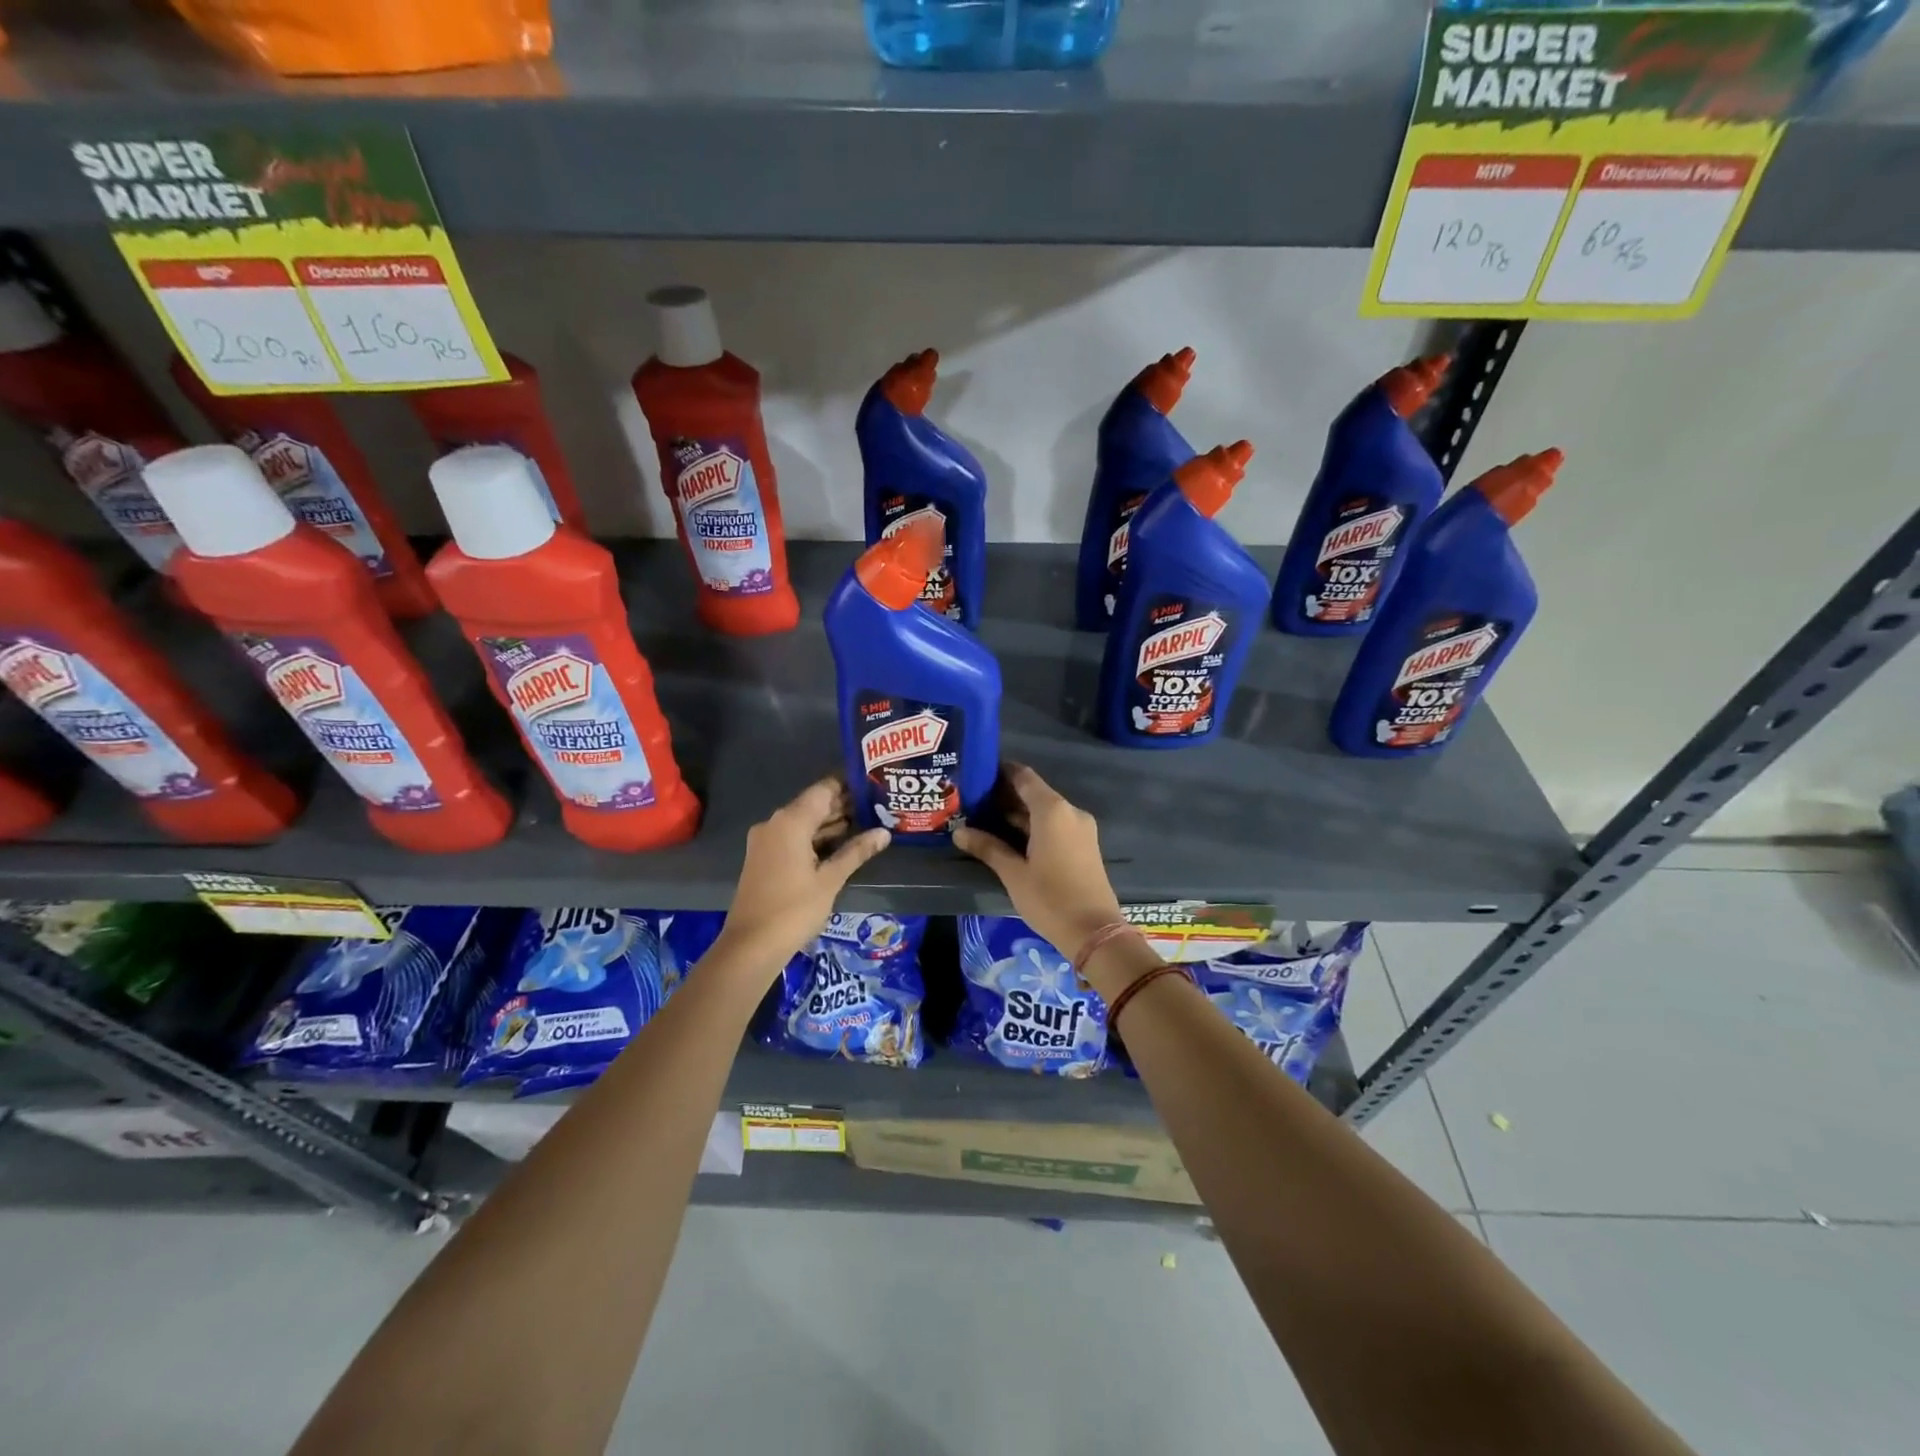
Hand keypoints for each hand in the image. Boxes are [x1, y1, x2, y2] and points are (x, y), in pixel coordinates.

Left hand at [717, 777, 890, 973]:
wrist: (751, 946)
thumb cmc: (794, 909)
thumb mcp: (831, 880)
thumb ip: (857, 851)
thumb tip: (884, 832)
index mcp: (790, 821)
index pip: (824, 790)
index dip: (849, 785)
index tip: (874, 786)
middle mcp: (775, 823)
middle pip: (813, 804)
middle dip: (843, 805)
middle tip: (878, 806)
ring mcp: (766, 841)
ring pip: (804, 822)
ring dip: (831, 823)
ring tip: (867, 823)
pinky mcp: (764, 857)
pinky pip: (794, 837)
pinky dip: (816, 838)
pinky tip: (841, 845)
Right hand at [954, 764, 1129, 968]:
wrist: (1095, 932)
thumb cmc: (1050, 899)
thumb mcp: (1014, 874)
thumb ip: (988, 848)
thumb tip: (959, 832)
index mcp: (1052, 811)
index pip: (1024, 777)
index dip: (1001, 772)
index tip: (977, 773)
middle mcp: (1070, 811)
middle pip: (1034, 793)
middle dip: (1005, 795)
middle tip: (973, 800)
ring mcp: (1081, 828)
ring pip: (1044, 811)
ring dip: (1018, 813)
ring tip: (985, 818)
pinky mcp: (1084, 844)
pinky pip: (1055, 825)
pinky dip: (1033, 826)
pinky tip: (1010, 837)